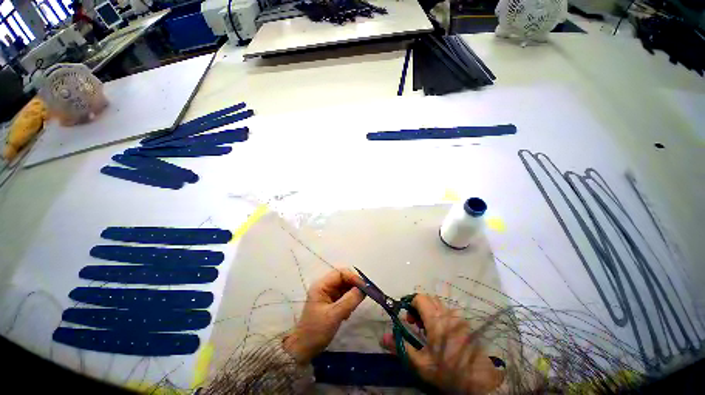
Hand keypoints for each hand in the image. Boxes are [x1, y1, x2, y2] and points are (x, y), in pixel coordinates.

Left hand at [283, 268, 364, 363]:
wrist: (304, 349)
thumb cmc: (316, 331)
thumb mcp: (334, 315)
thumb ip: (349, 300)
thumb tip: (364, 289)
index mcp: (321, 285)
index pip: (340, 273)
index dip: (353, 277)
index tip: (364, 287)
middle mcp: (325, 286)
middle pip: (343, 278)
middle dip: (354, 285)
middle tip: (364, 295)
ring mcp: (328, 293)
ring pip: (345, 287)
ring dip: (352, 294)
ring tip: (354, 307)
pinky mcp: (331, 302)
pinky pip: (344, 295)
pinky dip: (350, 301)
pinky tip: (348, 313)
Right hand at [381, 294, 504, 393]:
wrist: (481, 382)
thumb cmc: (448, 372)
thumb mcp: (421, 364)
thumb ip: (400, 347)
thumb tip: (382, 337)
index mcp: (436, 319)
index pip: (419, 297)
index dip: (410, 303)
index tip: (407, 318)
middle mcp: (447, 313)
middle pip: (428, 298)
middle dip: (418, 306)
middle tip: (414, 323)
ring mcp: (458, 318)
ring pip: (438, 304)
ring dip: (428, 311)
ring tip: (426, 329)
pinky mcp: (464, 324)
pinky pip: (447, 311)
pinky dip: (438, 315)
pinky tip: (440, 334)